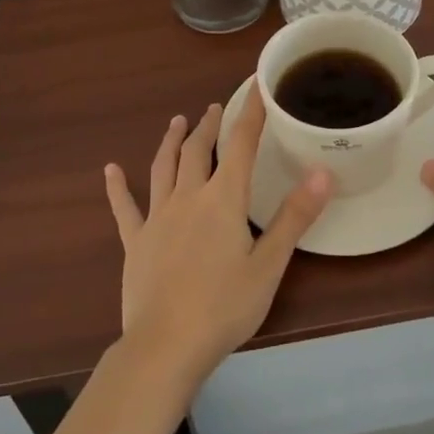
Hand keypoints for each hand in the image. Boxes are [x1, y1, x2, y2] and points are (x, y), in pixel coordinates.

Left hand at [105, 92, 331, 386]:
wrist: (166, 346)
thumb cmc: (224, 306)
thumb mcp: (269, 264)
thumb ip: (295, 216)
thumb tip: (323, 172)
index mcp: (223, 199)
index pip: (240, 145)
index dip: (250, 113)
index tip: (256, 87)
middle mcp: (188, 197)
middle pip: (197, 150)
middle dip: (209, 125)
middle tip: (215, 107)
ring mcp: (157, 218)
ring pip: (163, 167)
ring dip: (171, 141)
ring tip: (177, 121)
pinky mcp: (135, 242)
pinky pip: (125, 208)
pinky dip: (118, 187)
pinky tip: (110, 170)